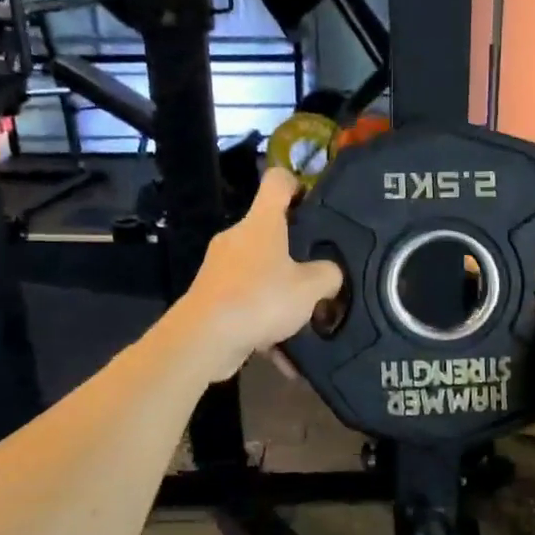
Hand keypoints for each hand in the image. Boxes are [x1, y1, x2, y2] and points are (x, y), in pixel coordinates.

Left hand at [175, 169, 343, 382]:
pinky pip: (248, 304)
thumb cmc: (261, 299)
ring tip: (306, 320)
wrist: (204, 339)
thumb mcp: (311, 288)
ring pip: (260, 272)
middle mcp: (238, 238)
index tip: (315, 203)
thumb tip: (330, 274)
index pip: (278, 181)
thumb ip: (329, 275)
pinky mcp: (212, 297)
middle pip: (271, 231)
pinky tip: (283, 353)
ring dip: (282, 294)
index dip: (298, 183)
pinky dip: (265, 324)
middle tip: (321, 272)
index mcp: (262, 222)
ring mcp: (221, 267)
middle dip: (296, 252)